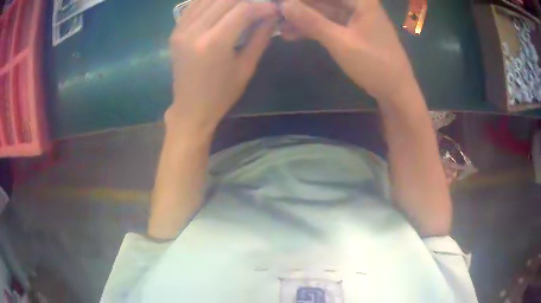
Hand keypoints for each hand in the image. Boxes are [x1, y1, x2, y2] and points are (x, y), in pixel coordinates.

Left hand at [166, 0, 277, 134]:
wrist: (190, 108)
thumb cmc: (221, 94)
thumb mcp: (247, 67)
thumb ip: (260, 37)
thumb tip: (272, 14)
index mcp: (214, 43)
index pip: (243, 9)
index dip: (262, 5)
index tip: (273, 9)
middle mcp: (194, 30)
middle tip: (259, 5)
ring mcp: (181, 29)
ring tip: (242, 5)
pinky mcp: (175, 30)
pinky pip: (195, 4)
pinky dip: (211, 1)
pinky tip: (223, 5)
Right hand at [282, 0, 415, 100]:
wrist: (396, 91)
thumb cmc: (374, 64)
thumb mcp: (340, 41)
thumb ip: (311, 21)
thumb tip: (284, 4)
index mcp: (361, 1)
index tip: (280, 3)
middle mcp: (359, 4)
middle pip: (324, 0)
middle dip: (299, 7)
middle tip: (276, 14)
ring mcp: (356, 18)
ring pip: (324, 11)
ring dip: (303, 19)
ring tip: (279, 26)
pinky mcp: (353, 31)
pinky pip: (329, 24)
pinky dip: (313, 29)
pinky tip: (293, 34)